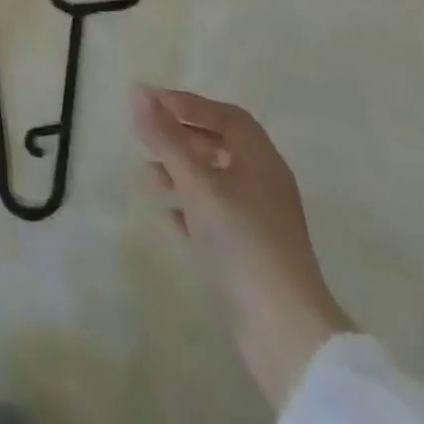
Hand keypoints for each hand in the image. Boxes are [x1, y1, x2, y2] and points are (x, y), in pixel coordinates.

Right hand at [134, 86, 352, 408]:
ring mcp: (262, 219)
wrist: (284, 331)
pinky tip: (169, 214)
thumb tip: (139, 93)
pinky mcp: (254, 252)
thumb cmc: (240, 241)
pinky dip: (192, 205)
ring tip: (149, 175)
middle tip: (147, 135)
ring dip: (183, 171)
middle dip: (182, 136)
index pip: (224, 115)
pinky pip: (218, 214)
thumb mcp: (196, 183)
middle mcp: (265, 182)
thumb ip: (166, 138)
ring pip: (217, 180)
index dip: (187, 104)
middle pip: (221, 144)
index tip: (150, 102)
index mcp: (260, 159)